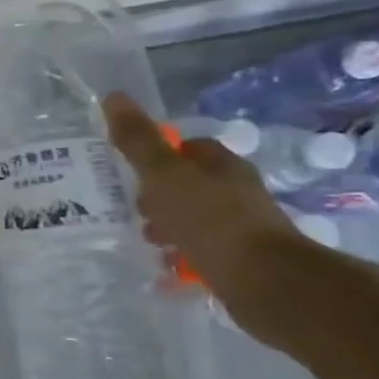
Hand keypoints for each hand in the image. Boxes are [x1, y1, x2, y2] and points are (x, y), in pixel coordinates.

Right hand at [102, 93, 301, 302]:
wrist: (265, 282)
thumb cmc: (211, 220)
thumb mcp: (164, 175)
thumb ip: (138, 141)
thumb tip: (113, 96)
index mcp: (222, 165)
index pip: (188, 148)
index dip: (159, 156)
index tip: (133, 172)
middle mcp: (237, 191)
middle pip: (189, 184)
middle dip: (159, 196)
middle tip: (134, 210)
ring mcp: (243, 228)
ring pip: (195, 219)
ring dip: (169, 228)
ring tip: (148, 242)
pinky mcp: (243, 262)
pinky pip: (204, 252)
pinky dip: (184, 257)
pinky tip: (167, 269)